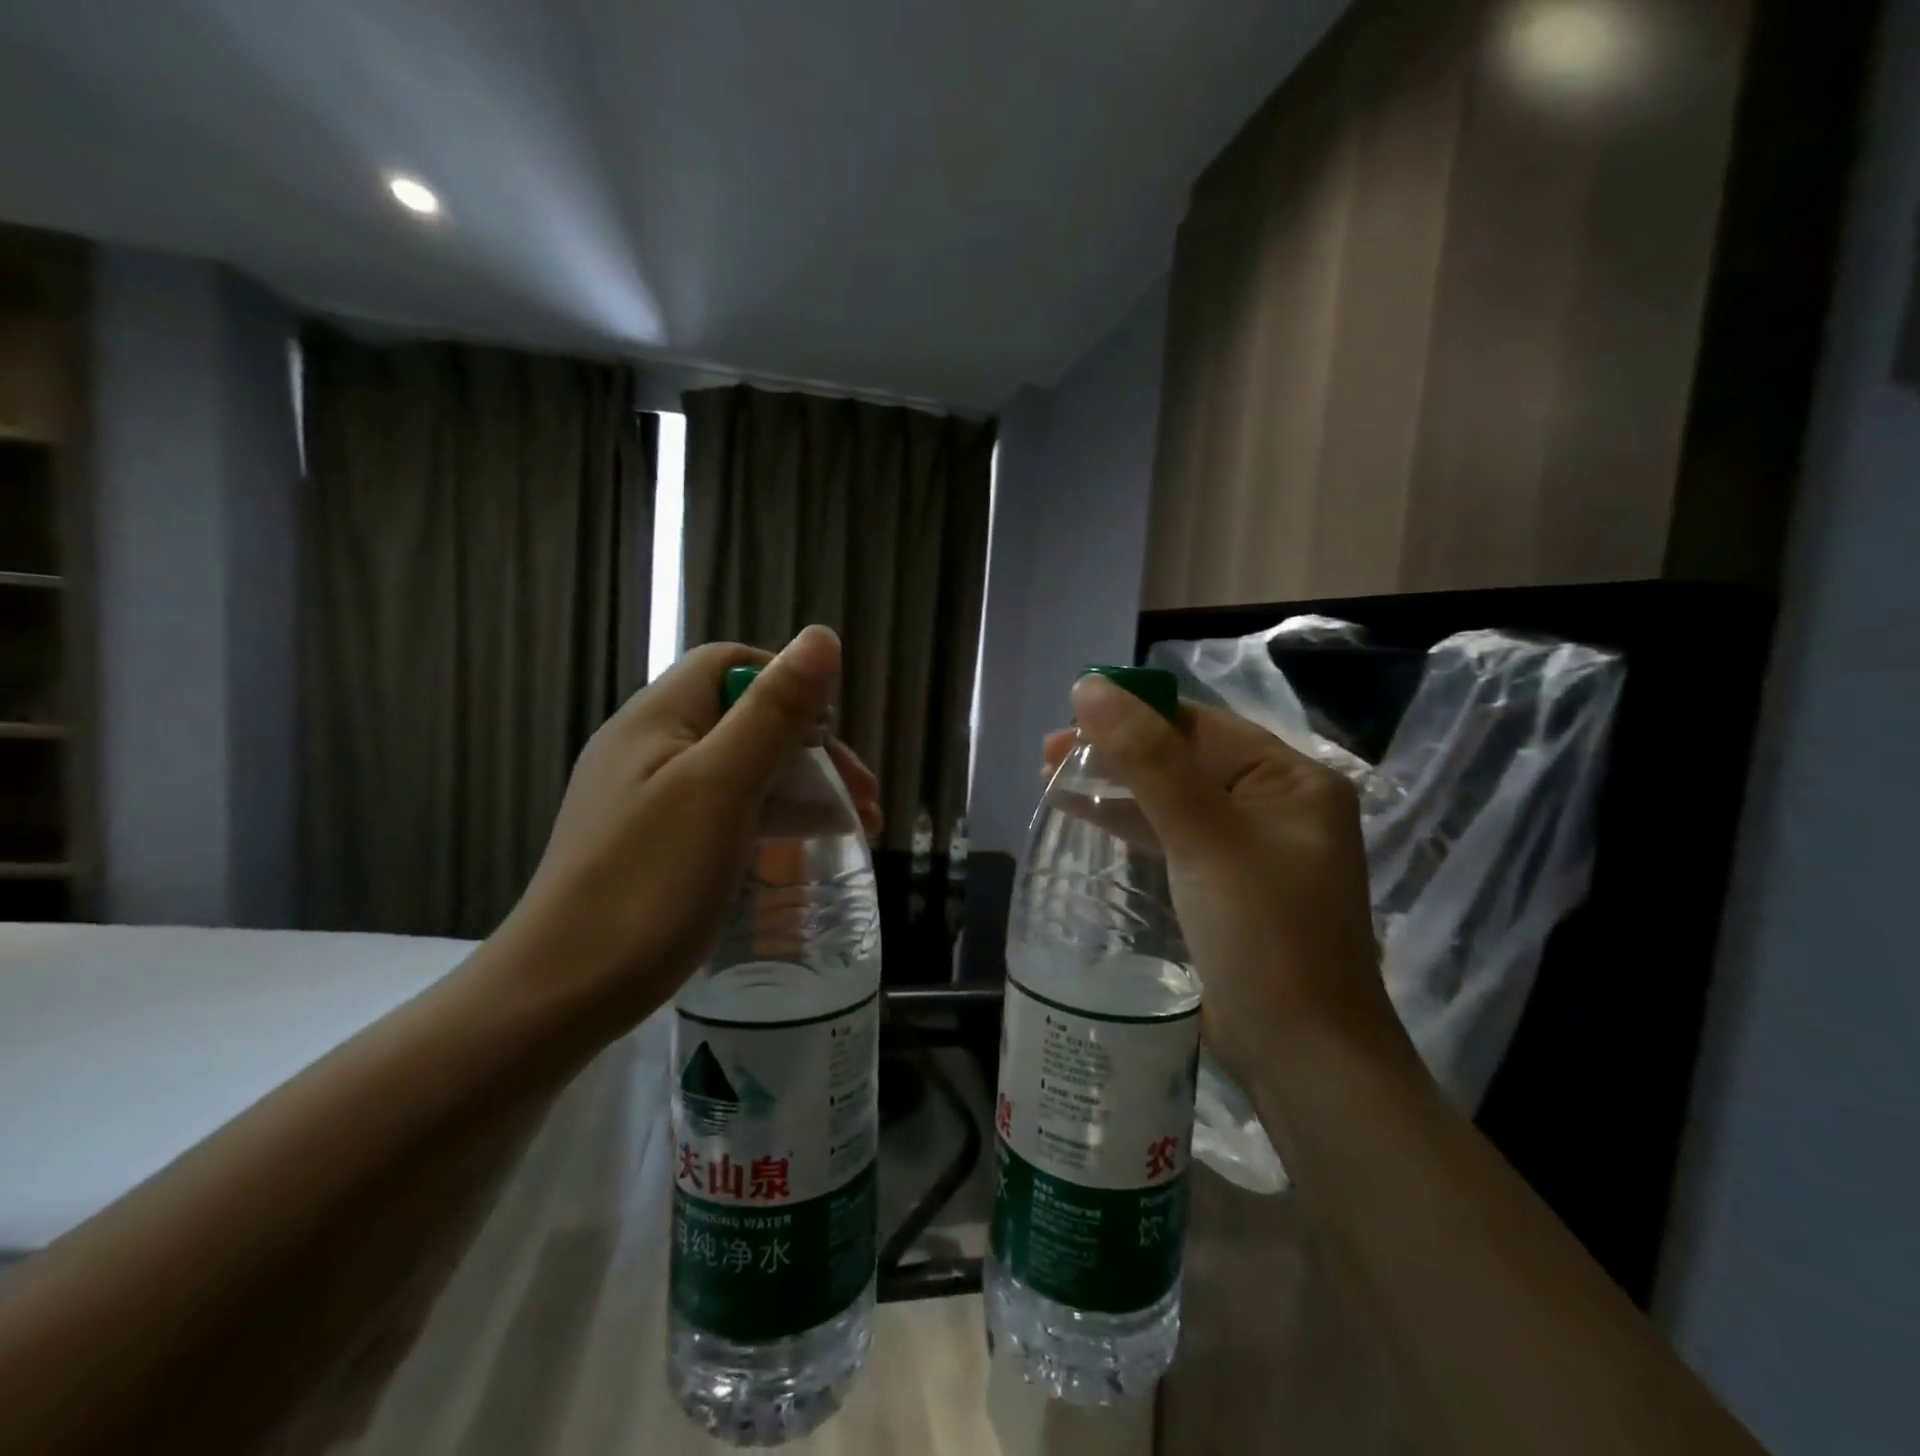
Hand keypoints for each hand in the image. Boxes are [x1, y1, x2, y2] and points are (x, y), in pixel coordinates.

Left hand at [498, 625, 879, 1028]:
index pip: (731, 664)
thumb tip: (821, 636)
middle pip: (743, 718)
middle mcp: (649, 748)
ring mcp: (651, 799)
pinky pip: (726, 810)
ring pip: (740, 768)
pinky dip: (771, 817)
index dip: (787, 682)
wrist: (562, 995)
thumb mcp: (721, 787)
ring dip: (799, 785)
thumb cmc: (648, 882)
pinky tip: (803, 845)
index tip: (830, 734)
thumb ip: (773, 711)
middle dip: (809, 746)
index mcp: (657, 718)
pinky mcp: (658, 844)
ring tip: (854, 824)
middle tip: (862, 796)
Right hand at [1049, 676, 1406, 1098]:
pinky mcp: (1225, 885)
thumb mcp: (1206, 838)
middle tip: (1049, 754)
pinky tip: (1088, 816)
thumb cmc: (1265, 937)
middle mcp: (1276, 805)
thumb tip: (1091, 689)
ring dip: (1118, 786)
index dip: (1134, 713)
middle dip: (1118, 751)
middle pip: (1185, 759)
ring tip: (1053, 779)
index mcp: (1291, 779)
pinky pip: (1173, 837)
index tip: (1069, 716)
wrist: (1304, 1059)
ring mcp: (1251, 848)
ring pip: (1174, 798)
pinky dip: (1132, 824)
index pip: (1201, 725)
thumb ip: (1149, 760)